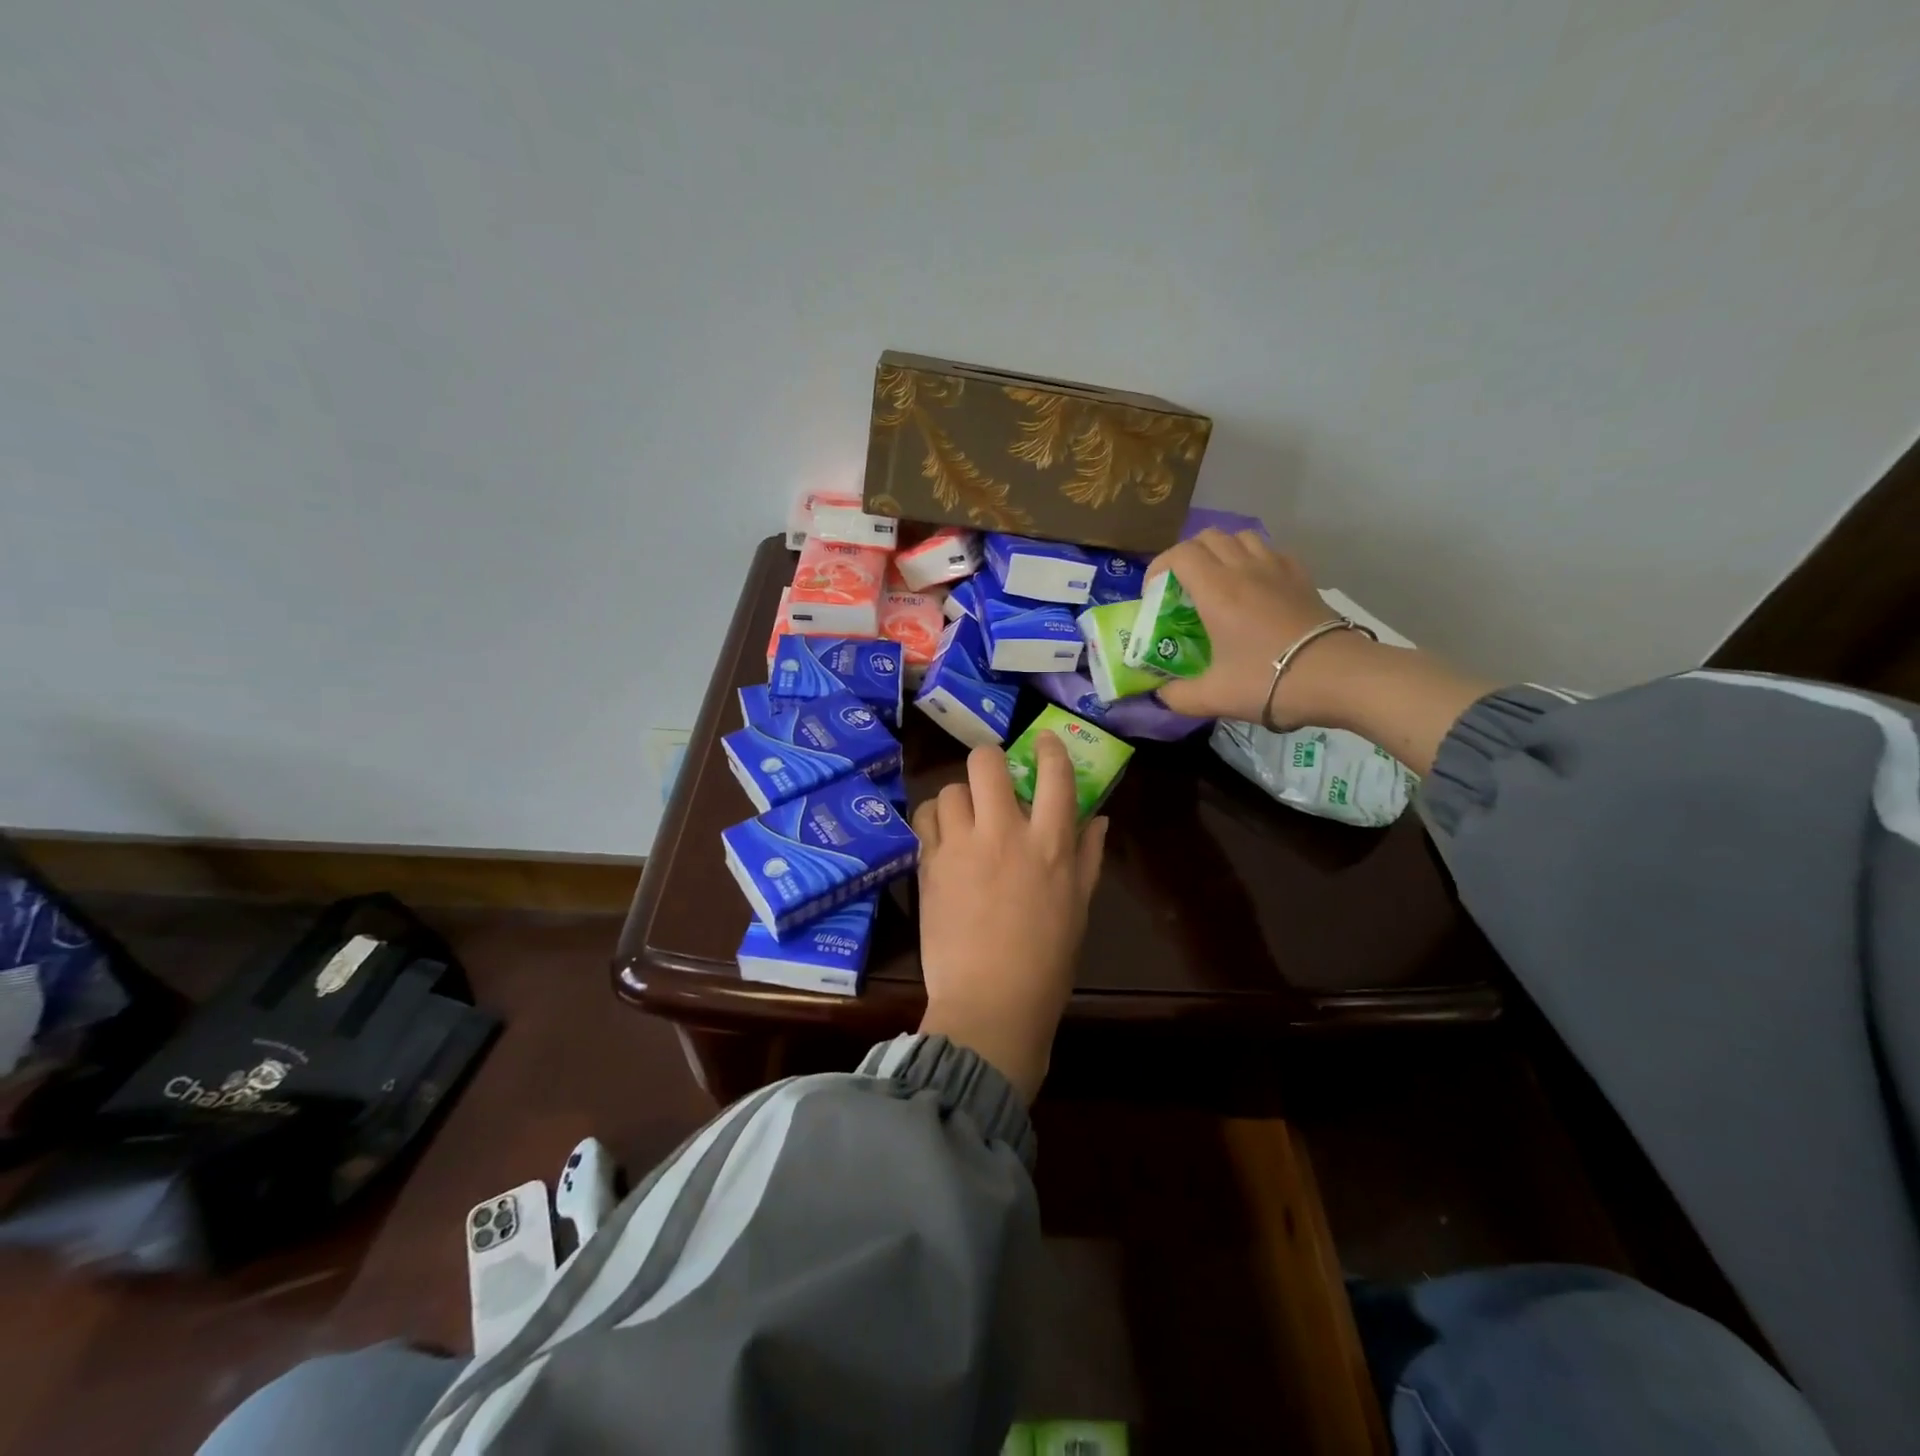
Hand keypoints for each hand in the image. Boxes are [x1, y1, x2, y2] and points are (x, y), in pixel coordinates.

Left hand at [912, 736, 1107, 1102]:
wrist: (989, 1003)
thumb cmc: (1046, 961)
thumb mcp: (1078, 906)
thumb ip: (1088, 856)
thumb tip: (1098, 819)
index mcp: (1050, 843)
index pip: (1054, 773)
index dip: (1049, 747)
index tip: (1043, 741)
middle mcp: (1004, 832)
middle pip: (987, 762)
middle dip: (989, 760)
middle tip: (992, 779)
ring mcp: (961, 846)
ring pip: (950, 788)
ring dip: (959, 797)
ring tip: (965, 817)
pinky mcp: (928, 864)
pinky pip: (924, 818)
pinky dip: (932, 819)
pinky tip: (942, 837)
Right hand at [1145, 528, 1373, 727]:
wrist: (1339, 677)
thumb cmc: (1269, 681)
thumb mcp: (1213, 697)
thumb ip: (1178, 696)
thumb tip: (1161, 695)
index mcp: (1216, 590)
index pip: (1179, 554)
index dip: (1158, 567)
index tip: (1152, 594)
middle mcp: (1244, 569)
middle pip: (1208, 537)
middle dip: (1186, 556)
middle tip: (1181, 588)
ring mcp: (1277, 569)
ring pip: (1241, 537)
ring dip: (1221, 551)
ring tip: (1217, 582)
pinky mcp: (1302, 577)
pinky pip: (1270, 551)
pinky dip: (1253, 559)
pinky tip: (1254, 587)